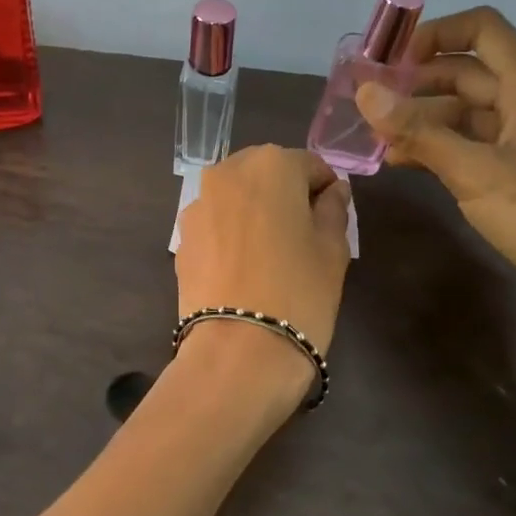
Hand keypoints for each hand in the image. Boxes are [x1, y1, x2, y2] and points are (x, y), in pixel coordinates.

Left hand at [175, 145, 352, 364]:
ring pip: (236, 197)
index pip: (309, 165)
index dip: (325, 190)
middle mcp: (227, 172)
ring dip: (255, 213)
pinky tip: (243, 268)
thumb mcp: (333, 249)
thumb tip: (333, 190)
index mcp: (270, 164)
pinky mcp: (181, 237)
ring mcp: (197, 204)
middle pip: (266, 174)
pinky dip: (230, 233)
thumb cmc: (299, 292)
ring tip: (270, 254)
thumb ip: (334, 209)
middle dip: (285, 195)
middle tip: (302, 235)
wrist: (238, 351)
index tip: (332, 218)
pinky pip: (215, 223)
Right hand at [355, 7, 515, 349]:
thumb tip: (365, 92)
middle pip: (469, 72)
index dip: (434, 34)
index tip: (389, 61)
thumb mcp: (476, 172)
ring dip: (425, 120)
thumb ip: (418, 132)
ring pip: (469, 112)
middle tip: (370, 105)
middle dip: (418, 83)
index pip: (482, 29)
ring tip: (379, 141)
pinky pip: (477, 145)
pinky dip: (442, 148)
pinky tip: (407, 164)